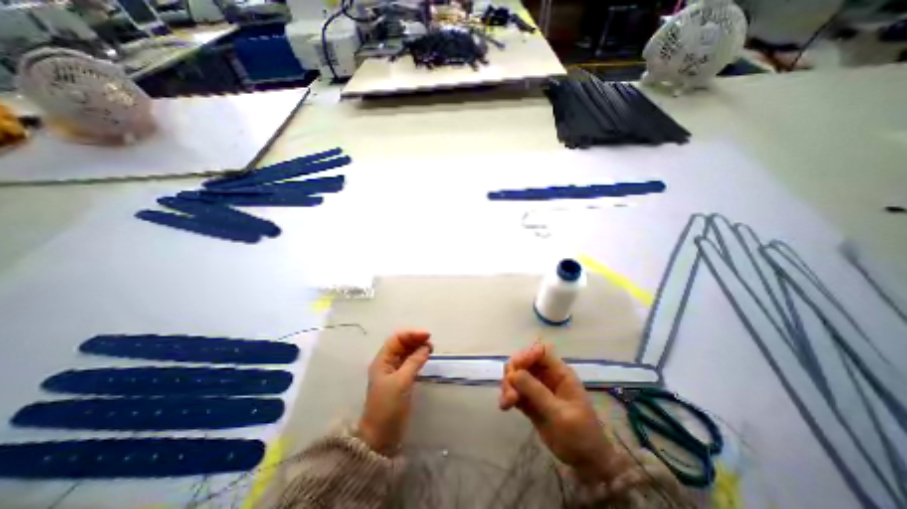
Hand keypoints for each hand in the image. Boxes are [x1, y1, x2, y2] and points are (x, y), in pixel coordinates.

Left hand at [357, 329, 431, 455]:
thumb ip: (414, 362)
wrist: (380, 437)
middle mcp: (387, 363)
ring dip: (418, 348)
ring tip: (431, 349)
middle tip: (431, 343)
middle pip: (401, 344)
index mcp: (382, 360)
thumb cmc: (388, 406)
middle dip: (415, 340)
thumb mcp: (401, 381)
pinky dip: (418, 358)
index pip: (396, 339)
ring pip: (406, 353)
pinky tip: (426, 358)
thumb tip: (426, 347)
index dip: (411, 334)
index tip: (427, 335)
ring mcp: (393, 372)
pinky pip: (410, 363)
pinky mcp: (400, 381)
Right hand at [499, 342, 612, 480]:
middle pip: (524, 362)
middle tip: (509, 389)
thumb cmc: (580, 435)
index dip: (527, 354)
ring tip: (507, 402)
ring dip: (508, 385)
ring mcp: (538, 389)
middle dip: (513, 372)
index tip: (516, 368)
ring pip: (517, 376)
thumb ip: (536, 391)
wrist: (586, 463)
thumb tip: (513, 373)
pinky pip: (515, 391)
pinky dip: (508, 396)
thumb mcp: (559, 413)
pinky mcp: (530, 402)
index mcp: (560, 373)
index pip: (541, 351)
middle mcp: (547, 377)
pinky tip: (504, 406)